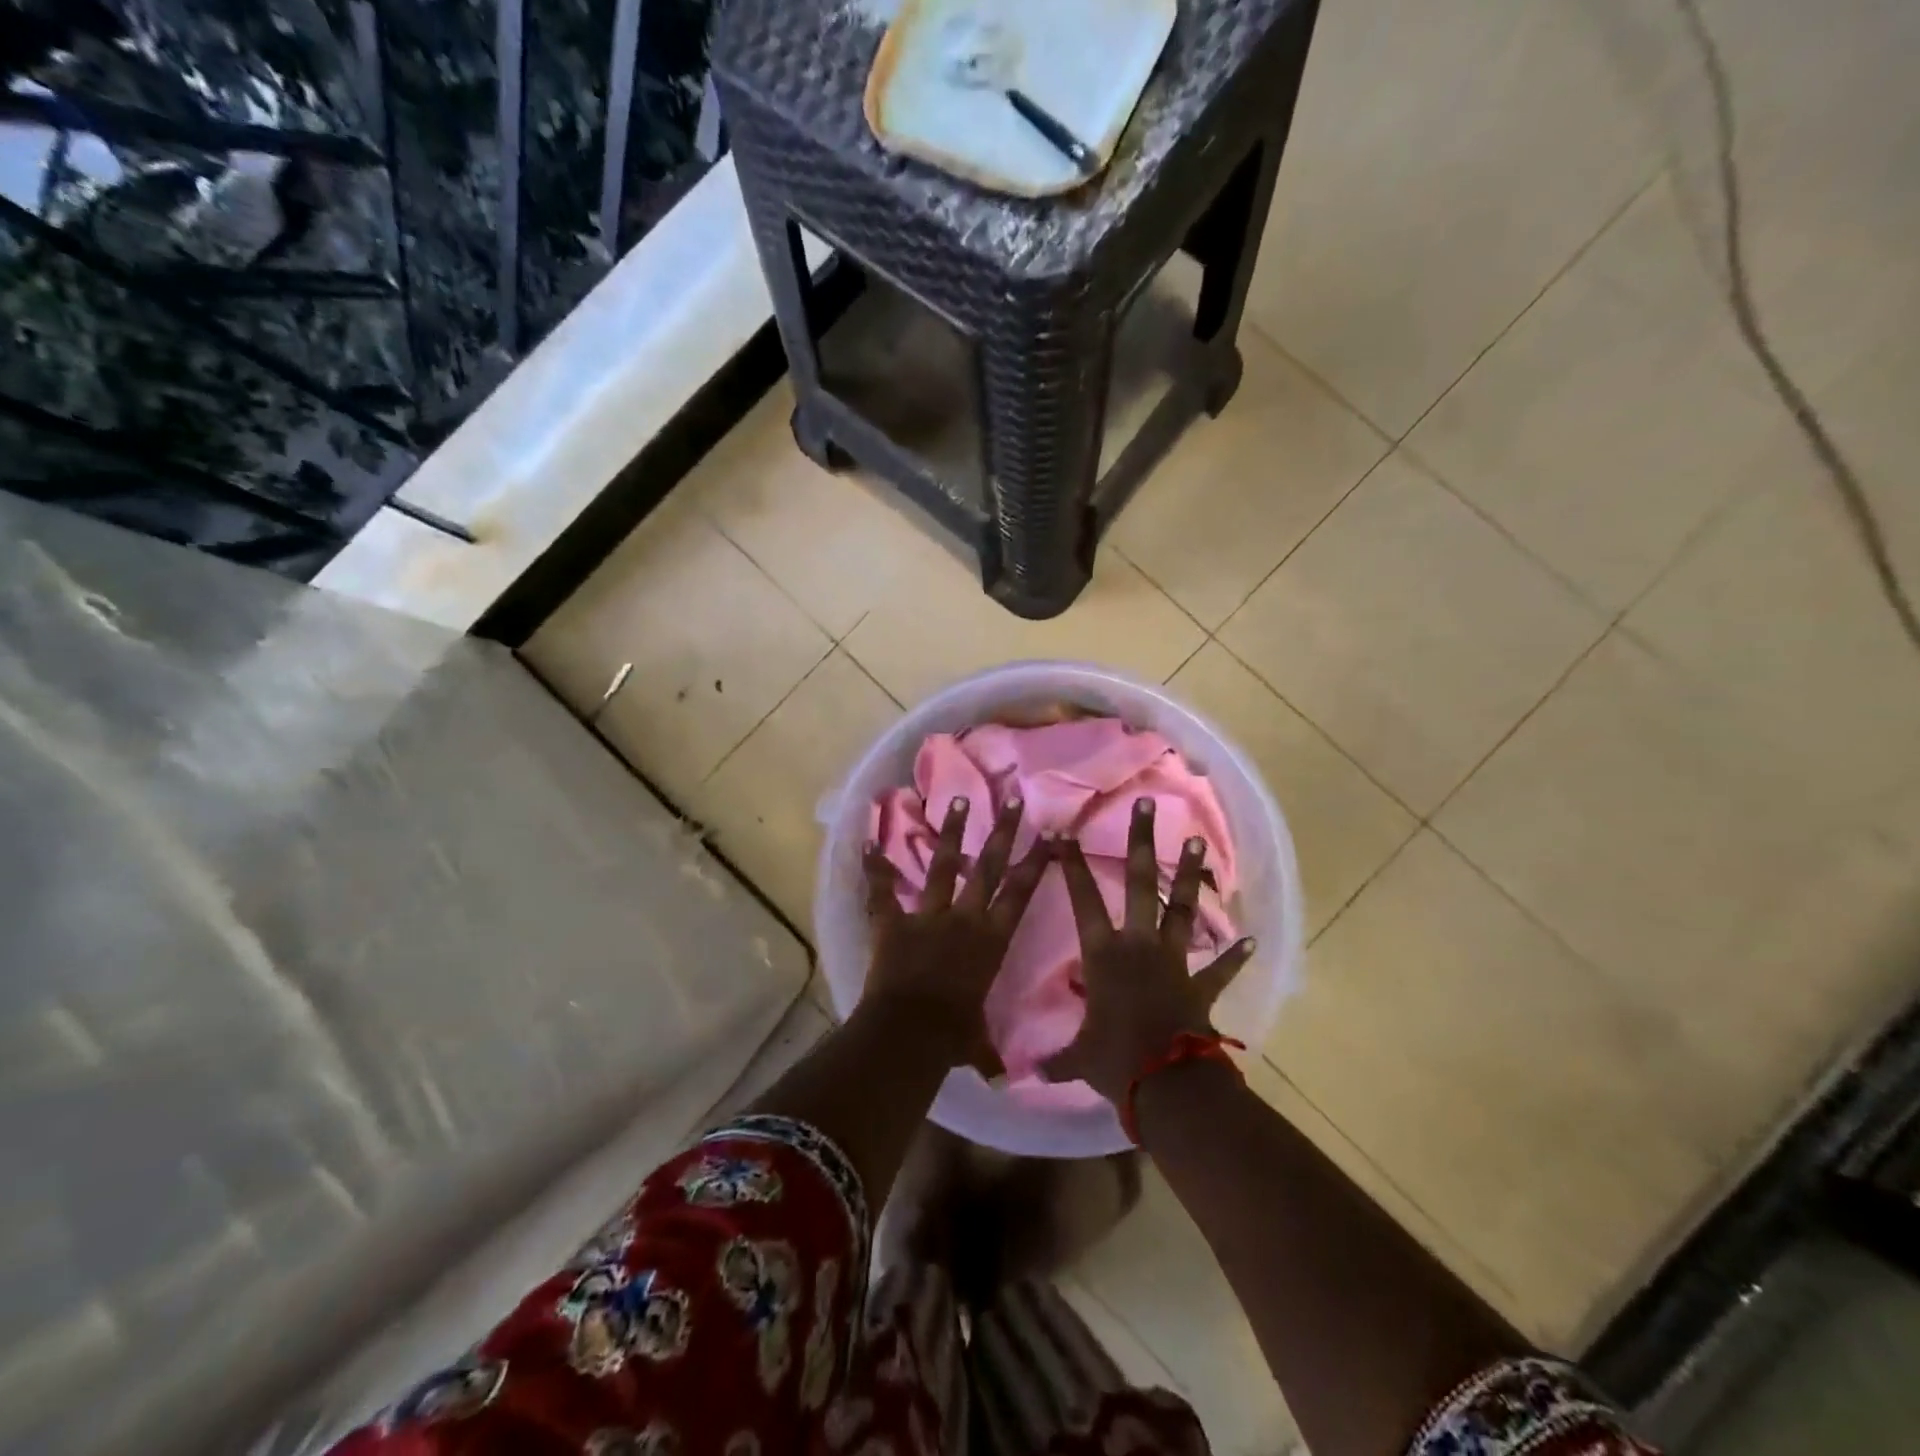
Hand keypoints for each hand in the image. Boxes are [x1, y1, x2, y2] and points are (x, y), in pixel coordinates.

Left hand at [862, 795, 1046, 1072]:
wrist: (911, 1031)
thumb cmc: (953, 1037)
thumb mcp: (977, 1043)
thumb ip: (988, 1054)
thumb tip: (1004, 1081)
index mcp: (991, 940)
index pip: (1021, 893)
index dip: (1037, 863)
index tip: (1051, 836)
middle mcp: (965, 918)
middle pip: (989, 867)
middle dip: (1004, 832)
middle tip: (1015, 800)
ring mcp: (928, 915)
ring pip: (944, 865)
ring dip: (952, 832)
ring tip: (958, 800)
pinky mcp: (893, 922)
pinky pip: (882, 891)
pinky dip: (874, 867)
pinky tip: (867, 840)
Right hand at [1042, 796, 1256, 1103]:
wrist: (1167, 1083)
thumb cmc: (1114, 1060)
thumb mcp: (1078, 1057)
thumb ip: (1055, 1059)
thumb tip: (1023, 1076)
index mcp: (1103, 953)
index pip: (1082, 899)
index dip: (1071, 864)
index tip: (1065, 831)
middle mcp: (1138, 944)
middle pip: (1138, 881)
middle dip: (1141, 841)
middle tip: (1147, 804)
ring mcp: (1174, 960)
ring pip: (1181, 907)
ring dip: (1190, 874)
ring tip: (1198, 840)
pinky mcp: (1201, 984)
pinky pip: (1220, 967)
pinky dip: (1235, 955)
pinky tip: (1252, 939)